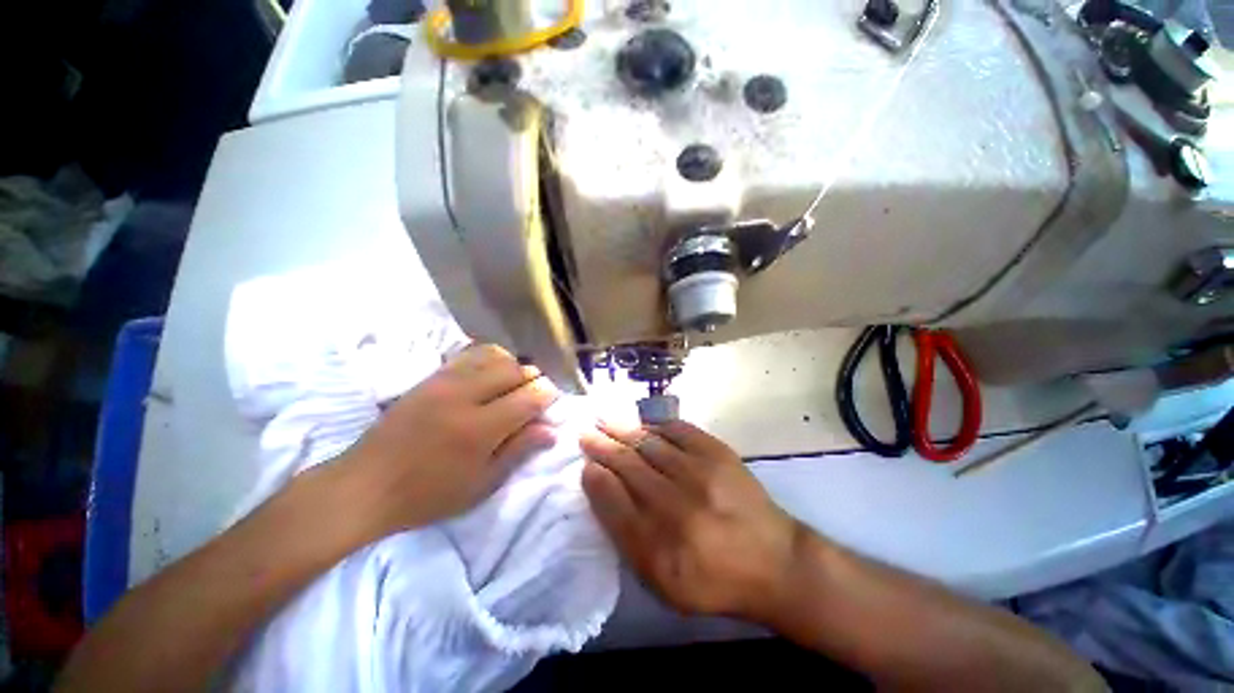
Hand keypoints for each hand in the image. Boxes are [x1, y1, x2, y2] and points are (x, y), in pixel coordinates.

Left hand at [333, 344, 559, 541]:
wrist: (364, 485)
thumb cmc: (427, 495)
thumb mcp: (480, 484)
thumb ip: (518, 451)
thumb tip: (551, 430)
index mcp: (480, 428)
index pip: (529, 398)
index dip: (547, 396)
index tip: (551, 403)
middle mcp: (466, 396)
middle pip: (516, 371)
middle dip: (533, 379)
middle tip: (534, 396)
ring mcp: (445, 381)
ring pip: (495, 357)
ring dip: (513, 367)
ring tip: (513, 385)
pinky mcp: (431, 377)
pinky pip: (470, 354)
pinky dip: (489, 358)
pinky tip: (489, 374)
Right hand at [580, 420, 800, 622]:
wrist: (774, 562)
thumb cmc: (712, 578)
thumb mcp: (661, 581)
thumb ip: (626, 536)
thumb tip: (601, 486)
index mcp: (656, 548)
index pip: (612, 500)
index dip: (595, 476)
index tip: (585, 463)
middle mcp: (675, 506)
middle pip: (627, 465)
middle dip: (601, 445)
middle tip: (586, 431)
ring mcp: (698, 474)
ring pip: (648, 443)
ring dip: (622, 429)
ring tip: (605, 419)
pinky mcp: (718, 454)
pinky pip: (678, 430)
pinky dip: (656, 424)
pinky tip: (642, 421)